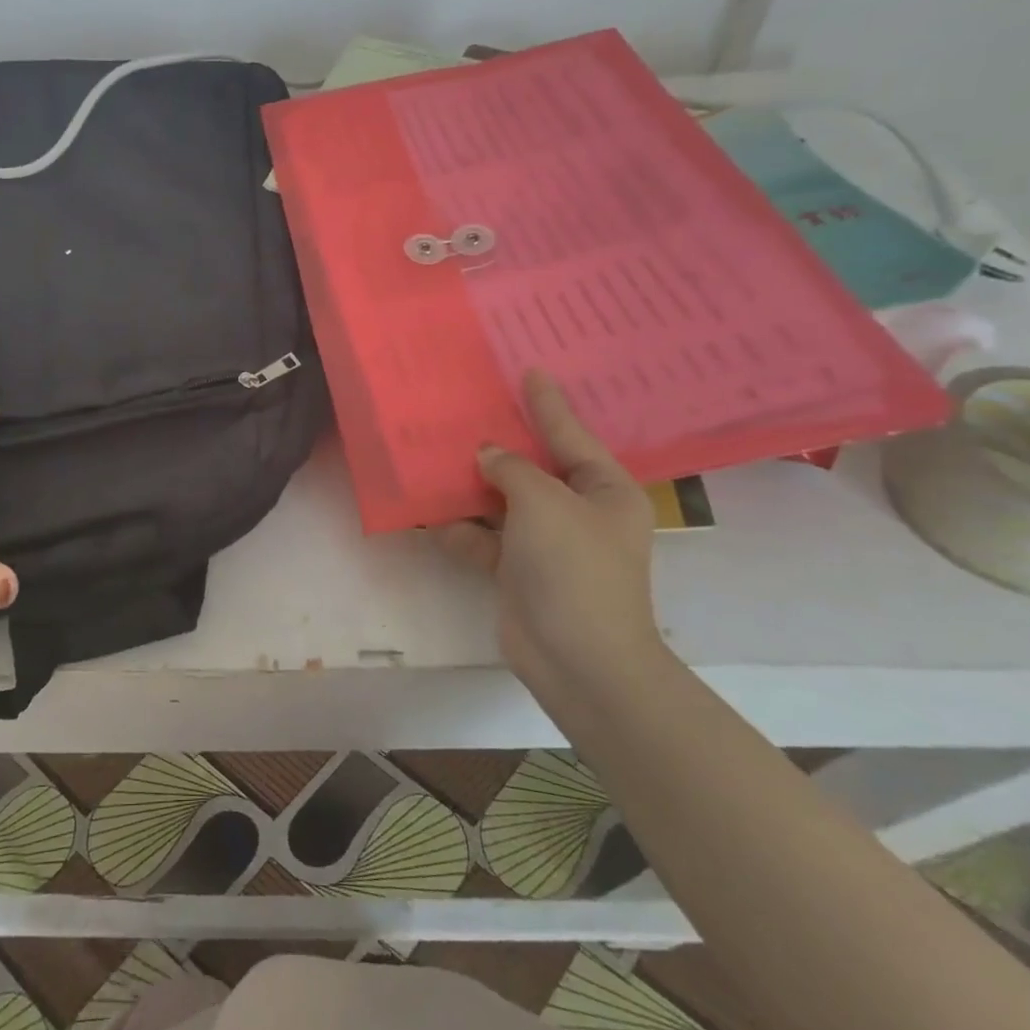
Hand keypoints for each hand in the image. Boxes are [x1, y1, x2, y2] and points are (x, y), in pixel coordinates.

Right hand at [434, 371, 663, 691]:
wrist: (577, 659)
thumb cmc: (574, 568)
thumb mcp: (545, 503)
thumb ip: (512, 470)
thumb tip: (487, 456)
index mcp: (603, 489)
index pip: (570, 434)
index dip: (547, 403)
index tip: (529, 371)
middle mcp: (577, 512)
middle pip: (532, 467)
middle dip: (499, 445)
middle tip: (468, 409)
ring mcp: (545, 543)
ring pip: (501, 501)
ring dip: (470, 487)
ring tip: (434, 455)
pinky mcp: (517, 571)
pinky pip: (482, 537)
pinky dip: (458, 528)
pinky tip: (427, 513)